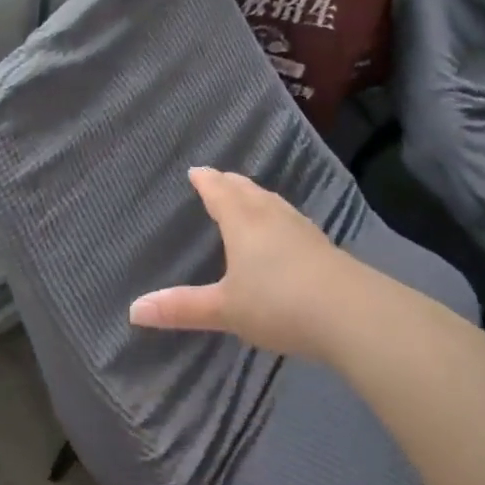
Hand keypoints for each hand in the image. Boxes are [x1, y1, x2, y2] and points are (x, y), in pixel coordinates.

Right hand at [129, 167, 374, 360]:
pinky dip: (277, 215)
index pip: (219, 191)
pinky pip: (290, 219)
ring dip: (255, 195)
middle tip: (218, 177)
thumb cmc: (277, 304)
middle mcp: (271, 216)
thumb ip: (182, 308)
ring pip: (271, 202)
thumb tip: (133, 310)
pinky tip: (284, 230)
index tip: (196, 170)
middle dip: (229, 183)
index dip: (206, 181)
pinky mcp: (322, 246)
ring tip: (248, 196)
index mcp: (243, 221)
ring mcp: (300, 228)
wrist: (350, 313)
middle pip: (247, 190)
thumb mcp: (225, 309)